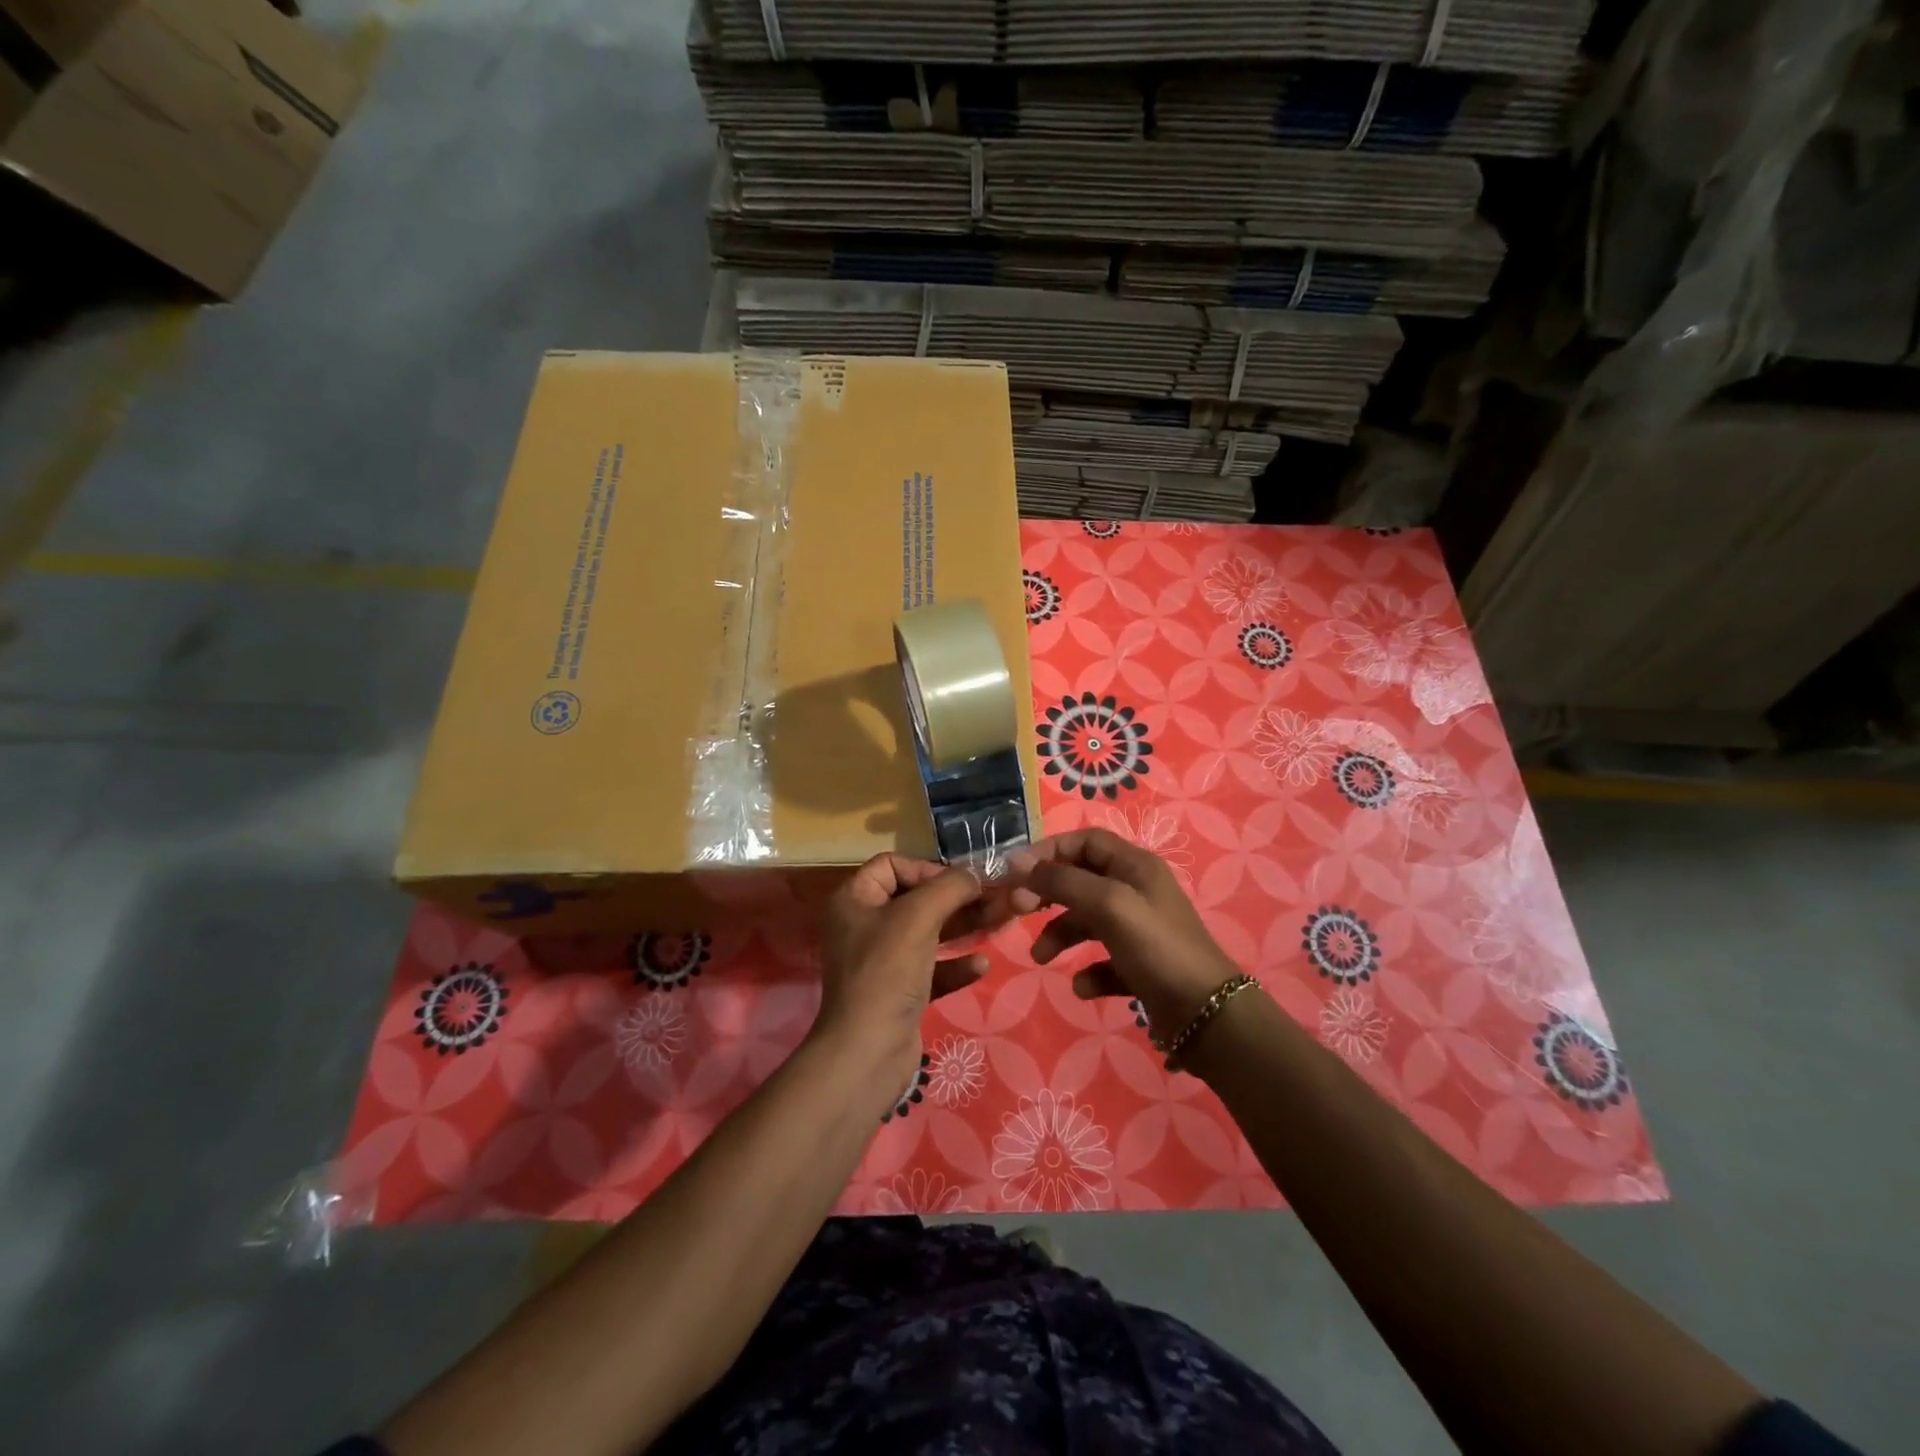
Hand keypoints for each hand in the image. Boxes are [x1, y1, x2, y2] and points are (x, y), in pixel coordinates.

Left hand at [813, 854, 1003, 1087]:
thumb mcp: (918, 917)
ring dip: (963, 927)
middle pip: (916, 899)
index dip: (926, 868)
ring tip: (1001, 923)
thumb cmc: (887, 972)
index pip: (891, 865)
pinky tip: (982, 965)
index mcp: (855, 900)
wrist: (867, 1053)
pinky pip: (932, 969)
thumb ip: (949, 888)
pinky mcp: (898, 993)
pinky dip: (955, 964)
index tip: (959, 883)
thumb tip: (974, 875)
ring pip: (929, 934)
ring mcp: (882, 962)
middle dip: (957, 898)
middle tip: (997, 900)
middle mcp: (865, 926)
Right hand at [1008, 829, 1240, 1044]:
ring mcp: (1139, 929)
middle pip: (1081, 879)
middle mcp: (1137, 890)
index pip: (1085, 841)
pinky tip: (1085, 987)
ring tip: (1041, 957)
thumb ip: (1062, 881)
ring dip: (1060, 935)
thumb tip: (1019, 864)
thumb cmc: (1156, 947)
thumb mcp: (1108, 905)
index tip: (1016, 872)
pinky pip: (1103, 960)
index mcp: (1135, 866)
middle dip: (1048, 894)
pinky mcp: (1140, 965)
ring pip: (1087, 921)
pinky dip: (1089, 971)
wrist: (1206, 1015)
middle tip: (1018, 909)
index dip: (1049, 851)